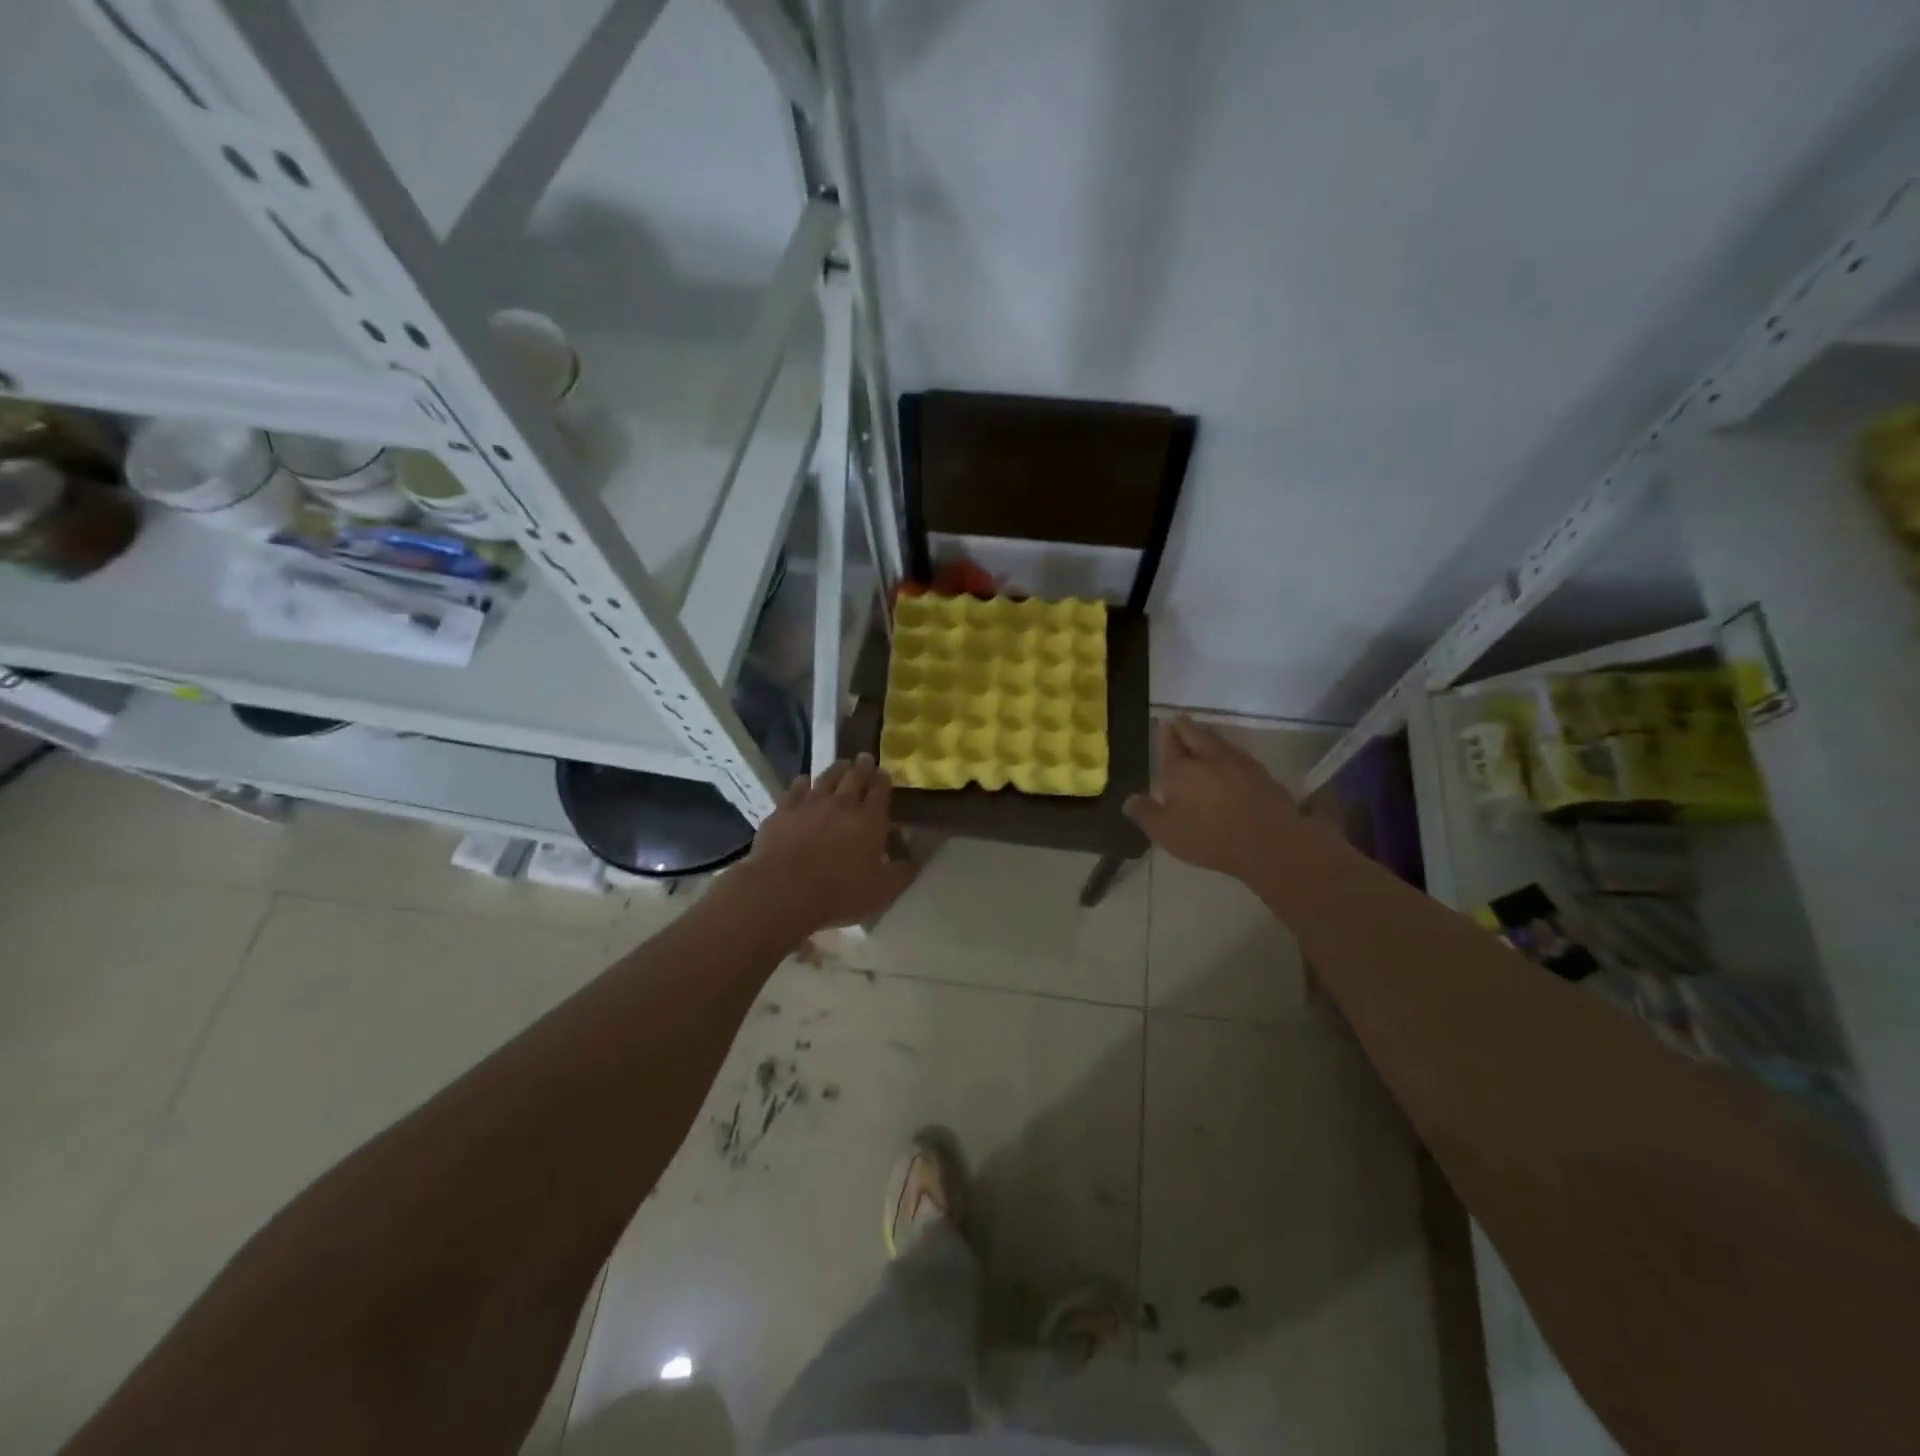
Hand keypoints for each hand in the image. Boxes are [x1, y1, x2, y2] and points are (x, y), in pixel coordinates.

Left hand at [742, 754, 917, 933]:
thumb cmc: (838, 893)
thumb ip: (902, 873)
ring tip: (842, 764)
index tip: (884, 773)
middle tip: (865, 758)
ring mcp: (811, 803)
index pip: (881, 790)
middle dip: (862, 766)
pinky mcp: (784, 809)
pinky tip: (804, 781)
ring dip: (837, 769)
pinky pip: (796, 787)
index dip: (884, 780)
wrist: (783, 890)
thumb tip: (915, 860)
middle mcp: (842, 804)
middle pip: (855, 777)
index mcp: (870, 820)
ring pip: (827, 777)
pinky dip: (803, 782)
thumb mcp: (881, 891)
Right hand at [1123, 717, 1305, 883]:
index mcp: (1180, 770)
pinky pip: (1237, 752)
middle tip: (1179, 721)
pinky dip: (1227, 750)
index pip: (1169, 743)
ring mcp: (1237, 761)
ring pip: (1217, 739)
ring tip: (1200, 734)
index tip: (1163, 725)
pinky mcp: (1260, 772)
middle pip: (1194, 732)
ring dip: (1206, 734)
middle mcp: (1208, 757)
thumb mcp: (1166, 833)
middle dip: (1184, 726)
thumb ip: (1145, 814)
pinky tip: (1228, 757)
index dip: (1164, 734)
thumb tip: (1128, 800)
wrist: (1269, 841)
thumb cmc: (1210, 837)